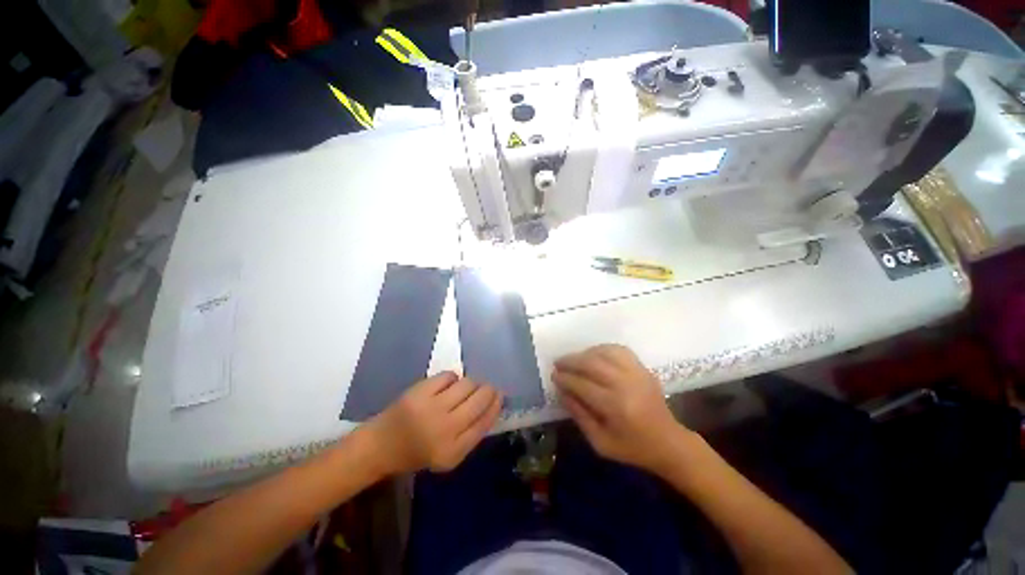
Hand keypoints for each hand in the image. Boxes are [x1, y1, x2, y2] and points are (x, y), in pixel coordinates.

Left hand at [364, 372, 502, 473]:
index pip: (484, 422)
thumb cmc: (417, 452)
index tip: (500, 395)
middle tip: (487, 387)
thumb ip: (471, 434)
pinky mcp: (420, 392)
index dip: (496, 405)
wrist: (380, 445)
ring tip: (465, 388)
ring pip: (467, 384)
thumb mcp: (448, 455)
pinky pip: (449, 375)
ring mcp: (431, 408)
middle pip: (479, 400)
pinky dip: (452, 378)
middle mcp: (444, 430)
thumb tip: (492, 405)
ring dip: (471, 383)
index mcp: (453, 452)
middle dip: (488, 390)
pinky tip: (447, 385)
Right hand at [553, 344, 688, 474]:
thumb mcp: (600, 442)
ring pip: (604, 352)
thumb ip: (579, 415)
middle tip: (558, 363)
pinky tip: (593, 355)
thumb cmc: (632, 447)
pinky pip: (618, 349)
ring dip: (584, 353)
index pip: (582, 385)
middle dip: (571, 361)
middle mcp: (626, 384)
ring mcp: (636, 373)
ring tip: (573, 359)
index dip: (565, 379)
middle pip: (592, 364)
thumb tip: (561, 392)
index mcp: (615, 407)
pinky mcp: (642, 368)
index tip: (553, 376)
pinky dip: (602, 349)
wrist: (668, 442)